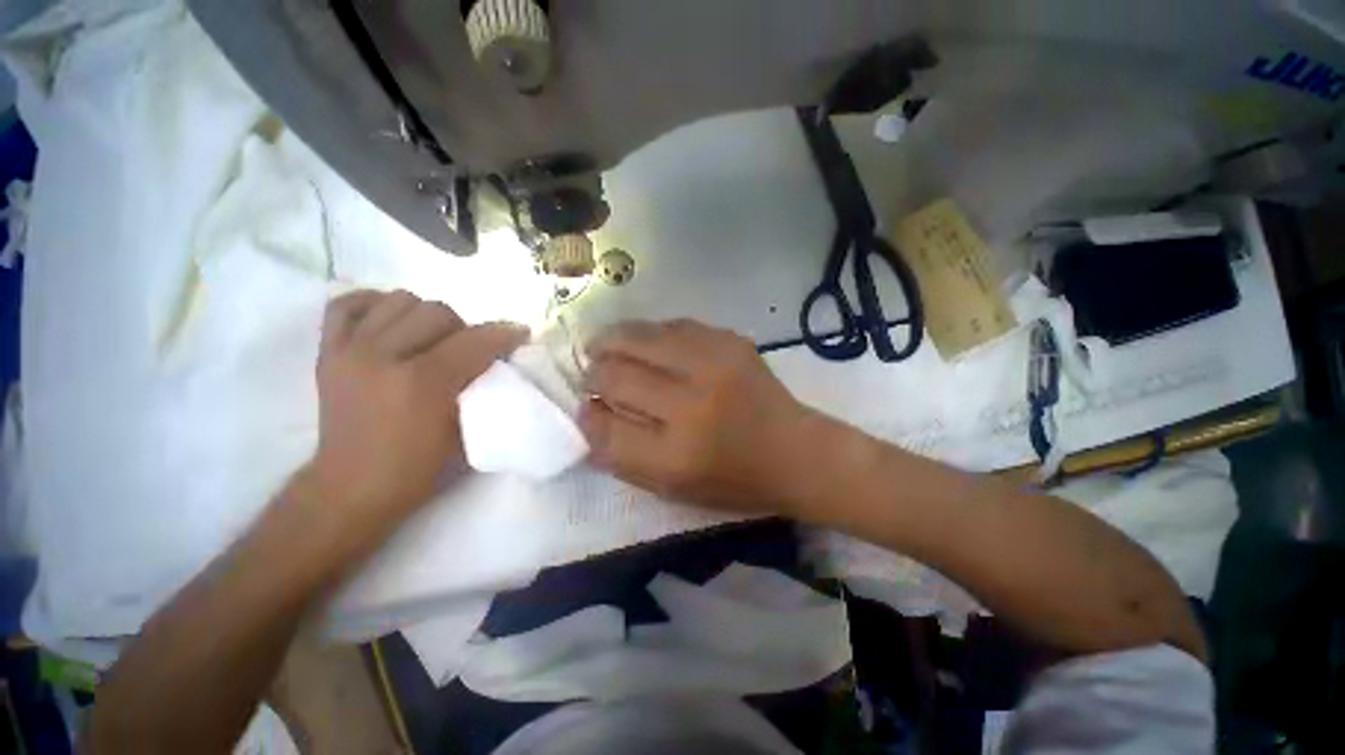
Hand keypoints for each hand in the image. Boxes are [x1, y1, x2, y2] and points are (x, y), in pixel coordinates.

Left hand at [305, 290, 527, 527]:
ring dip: (424, 315)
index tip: (520, 333)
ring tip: (430, 339)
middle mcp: (382, 356)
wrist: (351, 488)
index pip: (474, 340)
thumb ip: (481, 388)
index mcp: (422, 382)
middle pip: (436, 311)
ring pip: (398, 301)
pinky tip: (390, 322)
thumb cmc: (416, 469)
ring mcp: (349, 351)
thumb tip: (498, 362)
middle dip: (464, 327)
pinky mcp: (327, 353)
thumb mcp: (465, 432)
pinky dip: (373, 305)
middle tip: (469, 350)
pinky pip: (346, 305)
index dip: (504, 333)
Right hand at [580, 319, 816, 513]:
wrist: (796, 451)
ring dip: (613, 340)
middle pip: (616, 374)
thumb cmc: (733, 479)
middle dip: (593, 372)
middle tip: (592, 372)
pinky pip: (672, 326)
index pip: (606, 428)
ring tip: (605, 346)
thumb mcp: (672, 487)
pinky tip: (647, 343)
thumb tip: (588, 413)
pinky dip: (650, 333)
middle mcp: (692, 405)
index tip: (586, 406)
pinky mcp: (731, 341)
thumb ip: (623, 455)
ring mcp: (714, 365)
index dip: (587, 413)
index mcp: (676, 455)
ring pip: (639, 337)